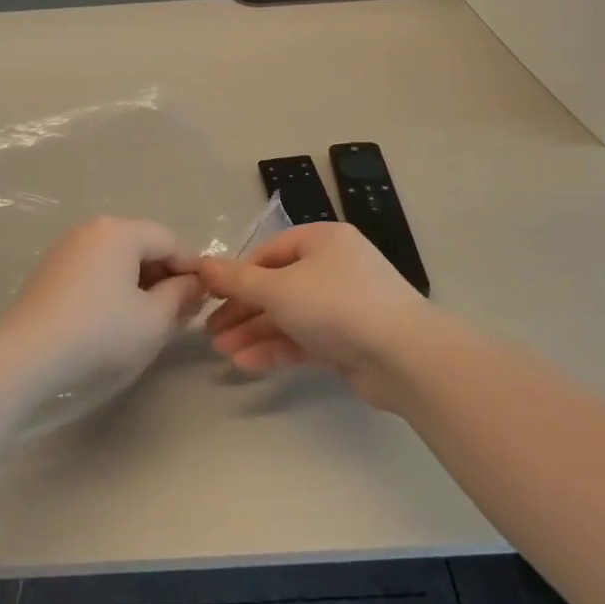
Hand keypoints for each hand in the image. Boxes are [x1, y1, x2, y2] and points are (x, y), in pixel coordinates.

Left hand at [0, 217, 205, 391]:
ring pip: (117, 258)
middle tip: (180, 310)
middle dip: (165, 275)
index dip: (191, 267)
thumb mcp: (154, 319)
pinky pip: (95, 268)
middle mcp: (93, 229)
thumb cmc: (101, 332)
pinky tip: (116, 316)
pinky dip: (113, 286)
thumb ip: (181, 295)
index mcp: (121, 231)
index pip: (169, 240)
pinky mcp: (50, 269)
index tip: (204, 297)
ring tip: (150, 316)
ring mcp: (67, 247)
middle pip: (142, 244)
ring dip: (140, 282)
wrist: (27, 355)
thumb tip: (194, 283)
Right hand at [195, 222, 437, 405]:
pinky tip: (246, 362)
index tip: (210, 296)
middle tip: (209, 331)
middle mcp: (334, 267)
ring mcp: (344, 304)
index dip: (237, 273)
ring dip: (255, 331)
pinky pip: (305, 338)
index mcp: (322, 240)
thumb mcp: (278, 289)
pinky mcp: (349, 339)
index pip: (269, 252)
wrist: (404, 356)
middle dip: (242, 309)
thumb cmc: (336, 305)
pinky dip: (276, 347)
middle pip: (277, 285)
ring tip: (221, 351)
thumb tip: (200, 264)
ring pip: (289, 314)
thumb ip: (237, 280)